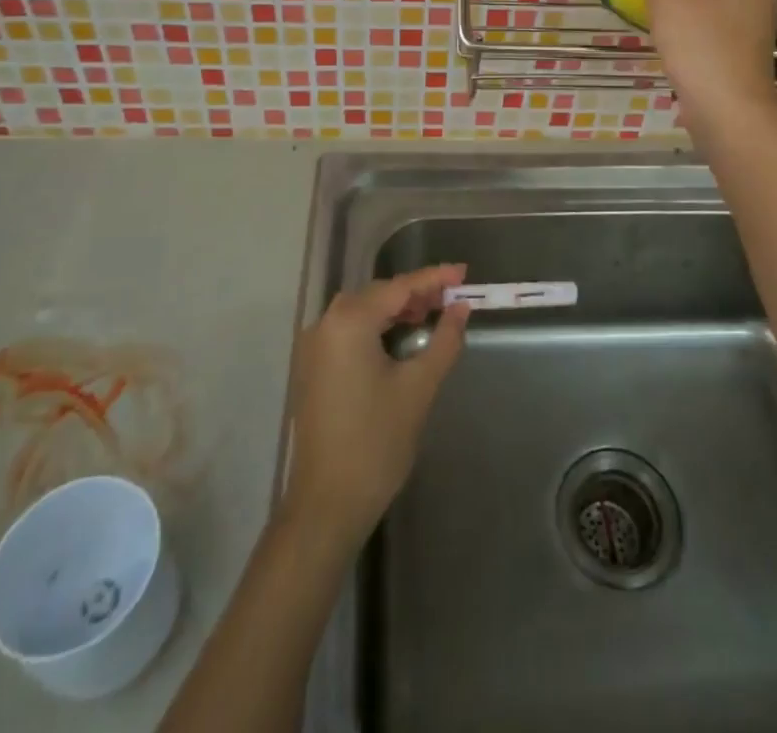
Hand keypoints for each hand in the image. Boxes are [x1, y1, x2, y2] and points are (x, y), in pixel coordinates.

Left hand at [281, 265, 471, 545]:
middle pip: (378, 294)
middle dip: (416, 292)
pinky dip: (378, 327)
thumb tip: (460, 308)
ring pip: (363, 311)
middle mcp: (325, 324)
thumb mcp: (419, 387)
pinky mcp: (313, 368)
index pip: (399, 287)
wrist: (327, 505)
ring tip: (432, 314)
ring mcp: (314, 347)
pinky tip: (401, 337)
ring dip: (397, 309)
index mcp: (349, 322)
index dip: (434, 278)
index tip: (464, 271)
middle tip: (452, 296)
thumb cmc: (376, 442)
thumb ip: (444, 340)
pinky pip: (350, 331)